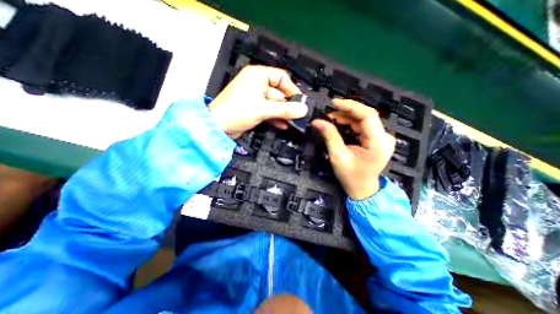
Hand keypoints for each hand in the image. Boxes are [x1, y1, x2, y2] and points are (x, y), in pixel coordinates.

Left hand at [209, 65, 307, 138]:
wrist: (217, 127)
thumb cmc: (238, 112)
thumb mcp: (263, 109)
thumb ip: (285, 109)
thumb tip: (304, 109)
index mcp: (257, 75)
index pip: (281, 77)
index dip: (292, 89)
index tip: (300, 102)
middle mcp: (257, 84)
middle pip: (279, 93)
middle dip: (287, 105)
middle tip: (298, 116)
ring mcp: (255, 97)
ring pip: (274, 104)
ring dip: (282, 113)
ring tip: (292, 123)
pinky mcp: (254, 108)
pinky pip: (268, 111)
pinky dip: (275, 118)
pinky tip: (283, 125)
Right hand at [313, 99, 394, 199]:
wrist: (362, 189)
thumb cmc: (351, 177)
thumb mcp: (338, 157)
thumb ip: (329, 137)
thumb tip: (317, 122)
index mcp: (378, 143)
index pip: (368, 116)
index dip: (351, 106)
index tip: (334, 102)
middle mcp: (384, 137)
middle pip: (365, 116)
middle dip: (345, 113)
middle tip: (327, 115)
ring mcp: (382, 138)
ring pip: (363, 120)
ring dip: (346, 118)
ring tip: (330, 120)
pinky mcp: (377, 139)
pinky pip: (362, 126)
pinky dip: (350, 124)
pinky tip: (339, 124)